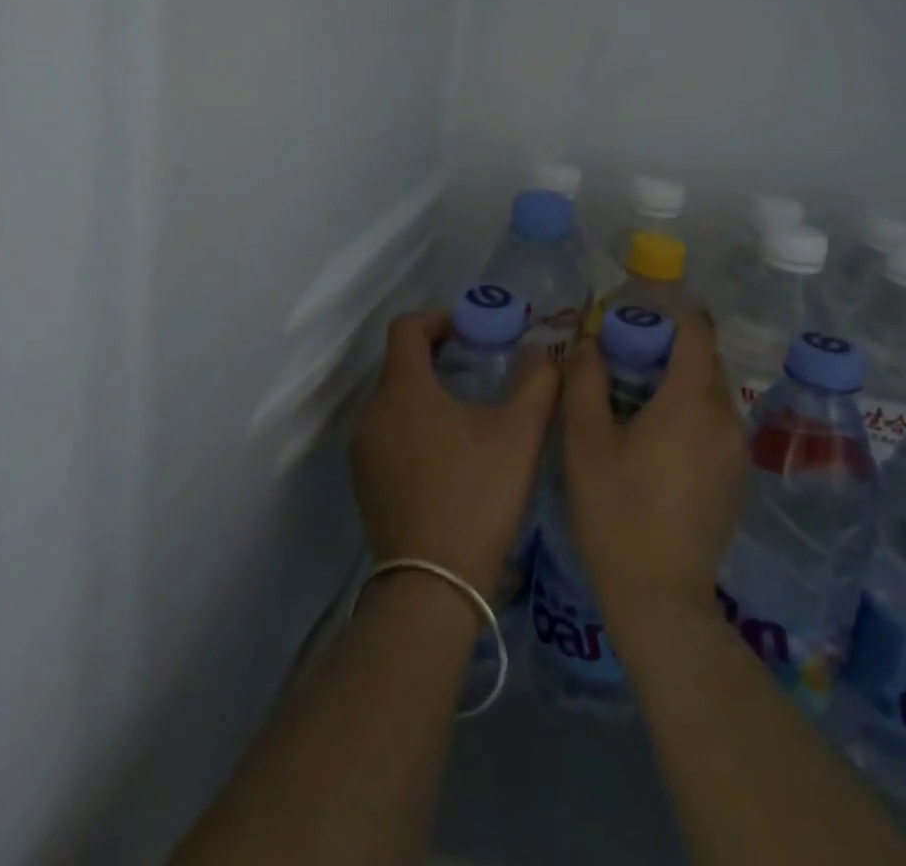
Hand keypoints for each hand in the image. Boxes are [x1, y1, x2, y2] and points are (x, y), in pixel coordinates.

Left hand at [350, 311, 561, 599]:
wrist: (431, 587)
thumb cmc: (477, 497)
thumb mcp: (520, 433)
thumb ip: (537, 381)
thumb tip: (543, 350)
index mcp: (403, 389)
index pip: (407, 327)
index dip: (439, 318)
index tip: (470, 331)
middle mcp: (372, 411)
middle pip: (400, 362)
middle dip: (437, 356)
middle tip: (478, 368)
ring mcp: (362, 449)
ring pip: (393, 399)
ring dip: (425, 391)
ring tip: (466, 411)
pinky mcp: (363, 481)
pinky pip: (386, 431)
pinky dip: (412, 424)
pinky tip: (446, 453)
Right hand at [561, 309, 748, 634]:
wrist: (660, 599)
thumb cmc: (616, 512)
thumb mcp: (586, 443)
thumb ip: (586, 382)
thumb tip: (591, 342)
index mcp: (691, 400)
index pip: (698, 333)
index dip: (678, 312)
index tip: (650, 306)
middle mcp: (725, 418)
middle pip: (706, 363)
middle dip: (675, 348)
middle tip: (633, 353)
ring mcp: (737, 452)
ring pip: (713, 396)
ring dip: (684, 384)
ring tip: (643, 397)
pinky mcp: (738, 480)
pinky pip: (718, 427)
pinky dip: (695, 416)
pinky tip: (663, 442)